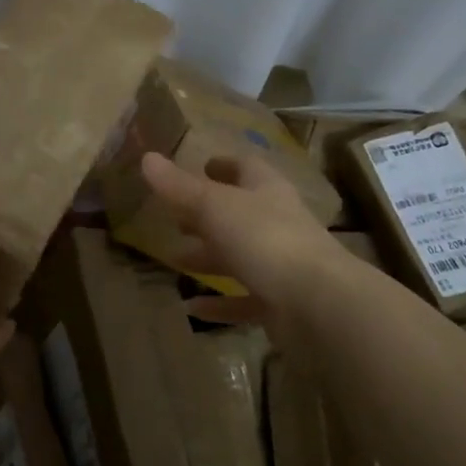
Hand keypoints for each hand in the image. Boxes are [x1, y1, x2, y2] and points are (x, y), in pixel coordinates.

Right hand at [140, 150, 363, 329]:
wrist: (319, 305)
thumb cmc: (265, 239)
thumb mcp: (213, 206)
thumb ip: (179, 186)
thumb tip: (146, 157)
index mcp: (266, 191)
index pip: (246, 168)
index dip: (224, 165)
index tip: (202, 166)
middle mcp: (277, 222)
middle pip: (240, 212)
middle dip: (208, 214)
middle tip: (176, 217)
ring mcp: (282, 264)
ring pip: (240, 256)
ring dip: (209, 257)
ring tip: (175, 260)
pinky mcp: (282, 304)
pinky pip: (245, 299)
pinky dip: (219, 302)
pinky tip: (192, 308)